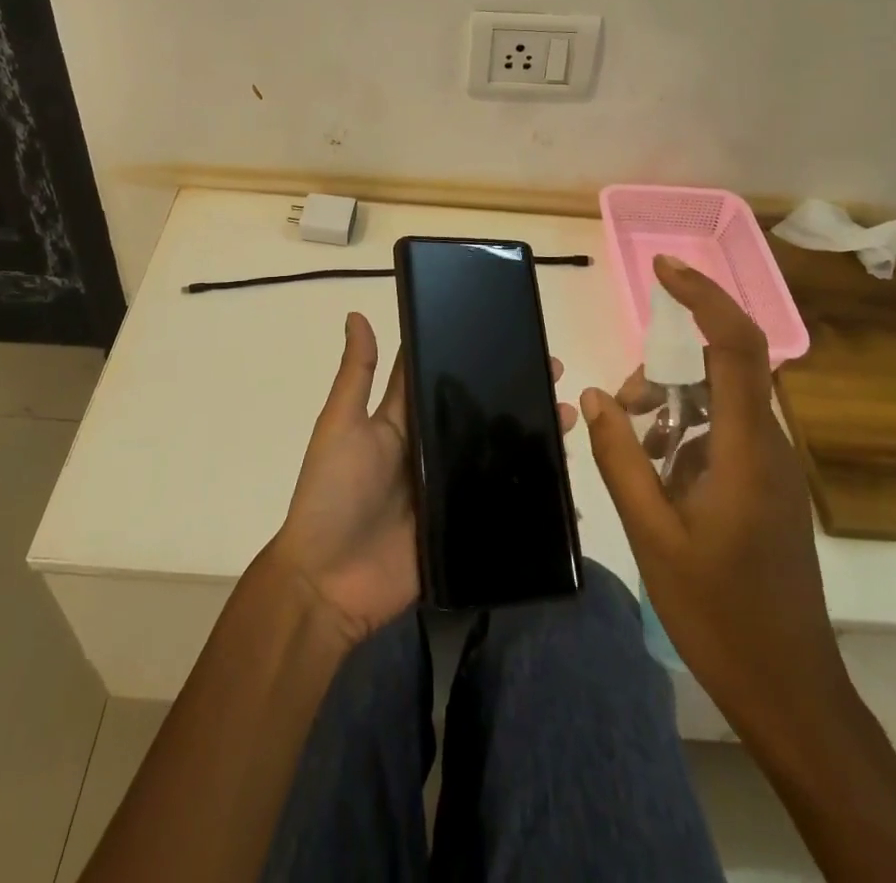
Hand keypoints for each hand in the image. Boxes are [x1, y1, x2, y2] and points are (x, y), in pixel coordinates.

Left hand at [272, 313, 573, 647]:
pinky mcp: (463, 526)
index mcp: (403, 420)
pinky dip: (532, 492)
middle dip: (515, 390)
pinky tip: (567, 482)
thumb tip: (357, 313)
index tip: (510, 330)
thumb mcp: (341, 425)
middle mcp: (430, 448)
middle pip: (478, 412)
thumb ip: (357, 374)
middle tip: (555, 373)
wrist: (328, 583)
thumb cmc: (332, 493)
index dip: (471, 351)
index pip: (442, 375)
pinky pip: (503, 503)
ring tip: (568, 417)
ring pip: (497, 453)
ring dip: (531, 434)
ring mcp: (449, 489)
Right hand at [580, 256, 847, 740]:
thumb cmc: (719, 612)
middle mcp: (768, 444)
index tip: (663, 268)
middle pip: (721, 368)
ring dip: (669, 404)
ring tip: (630, 440)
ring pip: (718, 401)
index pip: (738, 346)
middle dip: (665, 368)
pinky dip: (682, 433)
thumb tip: (595, 393)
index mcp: (748, 449)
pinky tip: (654, 473)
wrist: (789, 690)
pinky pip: (721, 433)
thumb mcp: (651, 533)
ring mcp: (770, 466)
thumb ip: (621, 457)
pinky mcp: (764, 486)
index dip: (705, 297)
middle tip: (621, 405)